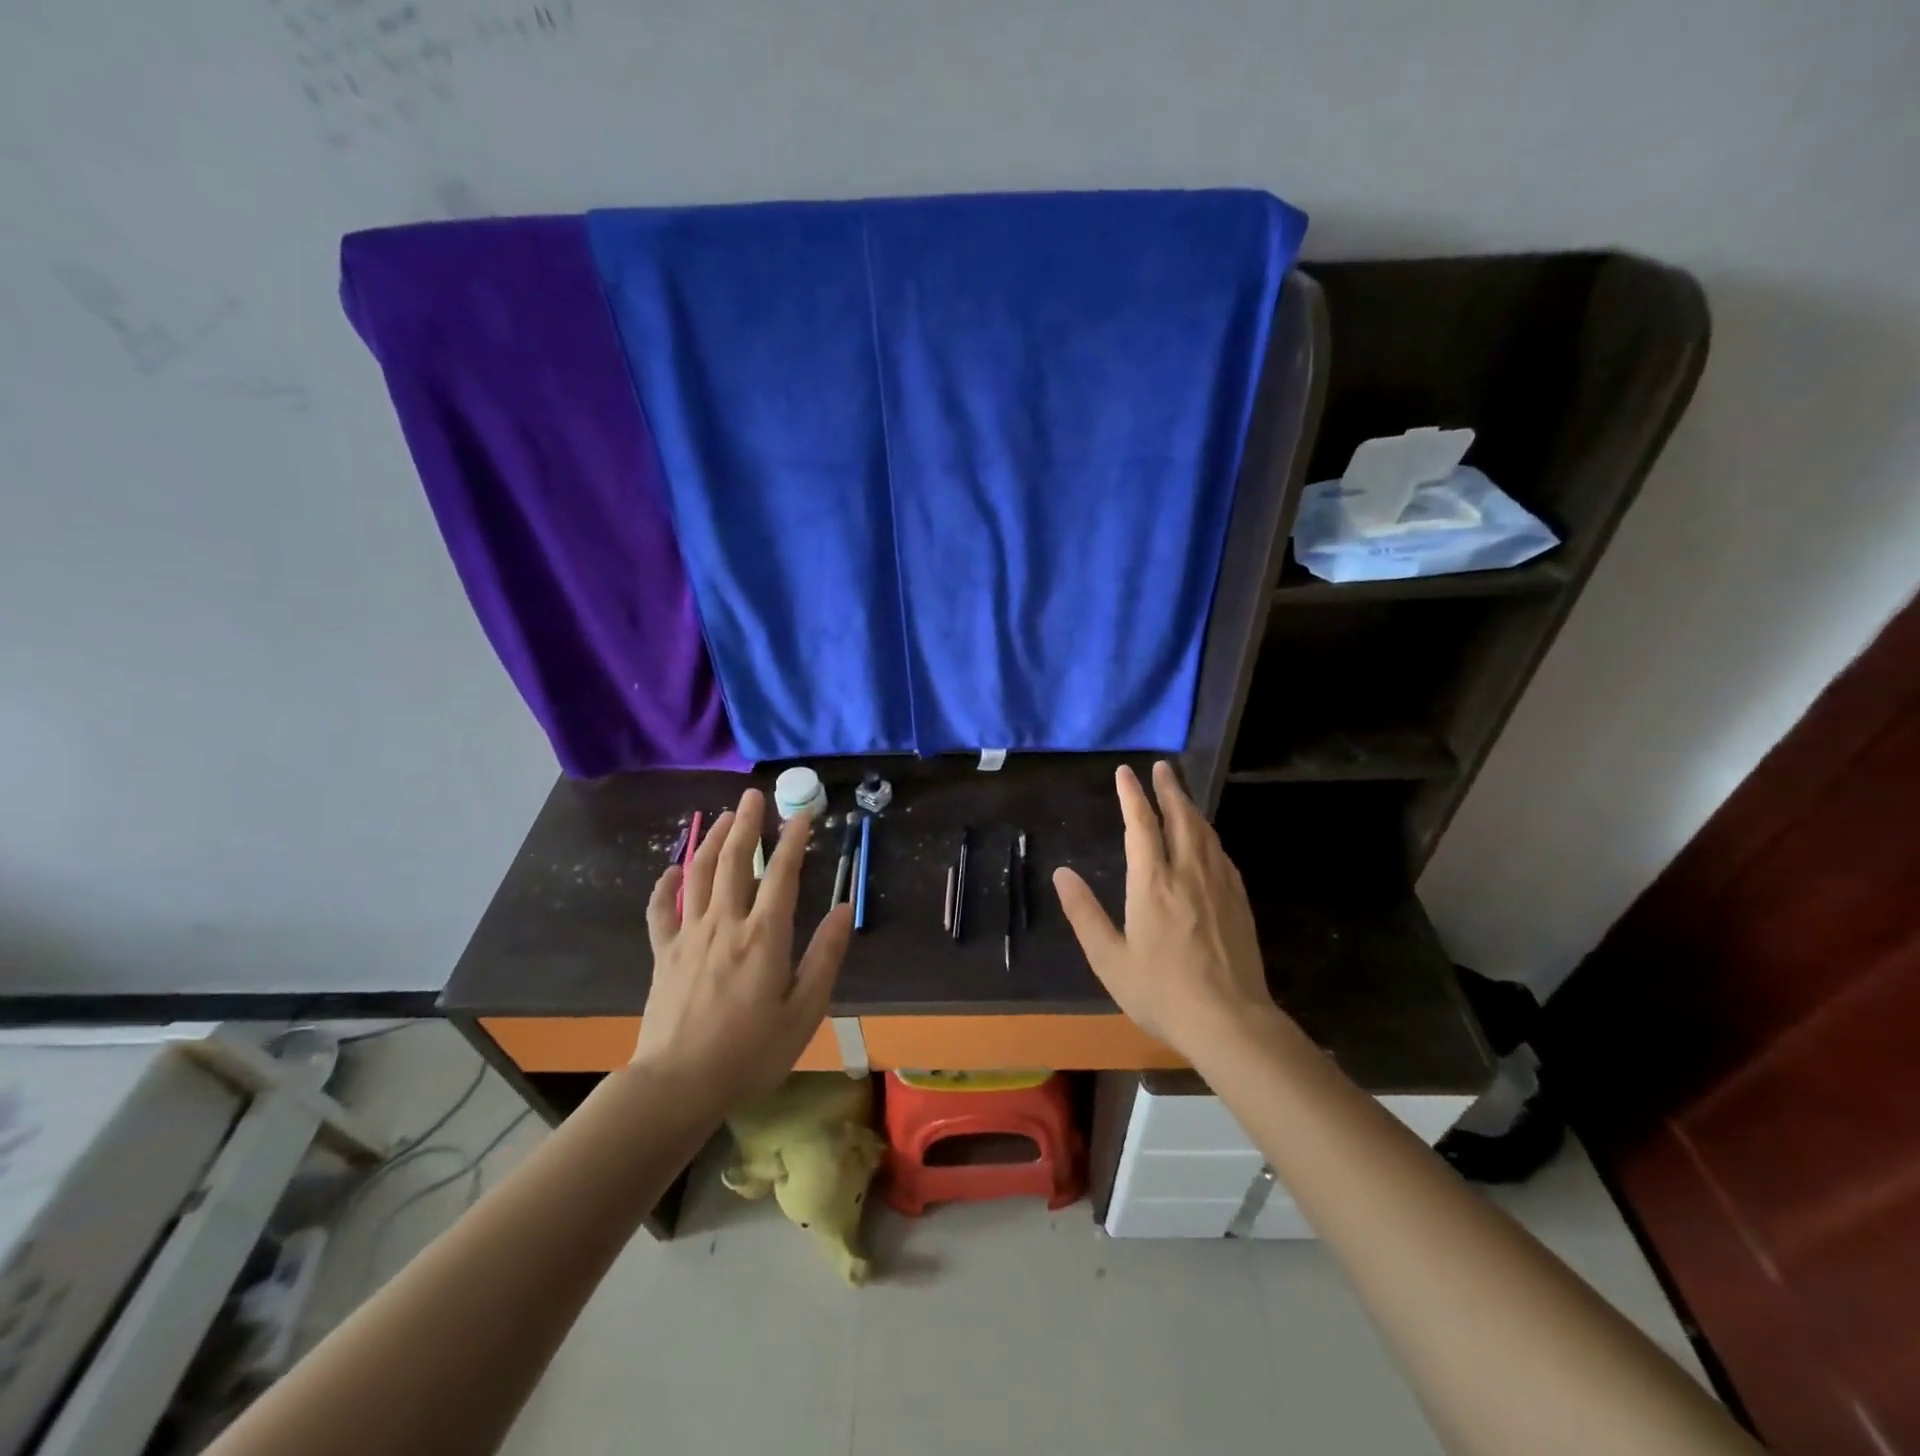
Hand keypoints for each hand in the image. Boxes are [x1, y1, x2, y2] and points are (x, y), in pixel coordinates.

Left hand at [635, 789, 851, 1115]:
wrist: (678, 1085)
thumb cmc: (750, 1052)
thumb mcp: (804, 1011)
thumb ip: (825, 956)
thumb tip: (846, 909)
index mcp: (764, 936)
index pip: (783, 875)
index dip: (794, 840)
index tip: (803, 813)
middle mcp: (726, 924)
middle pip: (735, 861)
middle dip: (746, 824)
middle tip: (753, 795)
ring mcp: (689, 936)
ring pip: (699, 874)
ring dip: (712, 841)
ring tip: (723, 817)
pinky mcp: (664, 954)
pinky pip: (661, 910)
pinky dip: (666, 885)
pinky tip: (672, 869)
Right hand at [1053, 761, 1278, 1056]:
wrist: (1230, 1021)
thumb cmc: (1162, 992)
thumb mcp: (1110, 959)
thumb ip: (1084, 913)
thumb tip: (1062, 873)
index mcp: (1153, 884)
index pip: (1141, 825)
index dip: (1131, 795)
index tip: (1126, 772)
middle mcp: (1188, 873)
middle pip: (1180, 818)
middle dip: (1168, 788)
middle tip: (1161, 767)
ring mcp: (1219, 885)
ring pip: (1205, 832)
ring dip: (1190, 807)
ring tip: (1180, 794)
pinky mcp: (1238, 901)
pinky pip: (1221, 854)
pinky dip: (1208, 835)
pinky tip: (1206, 840)